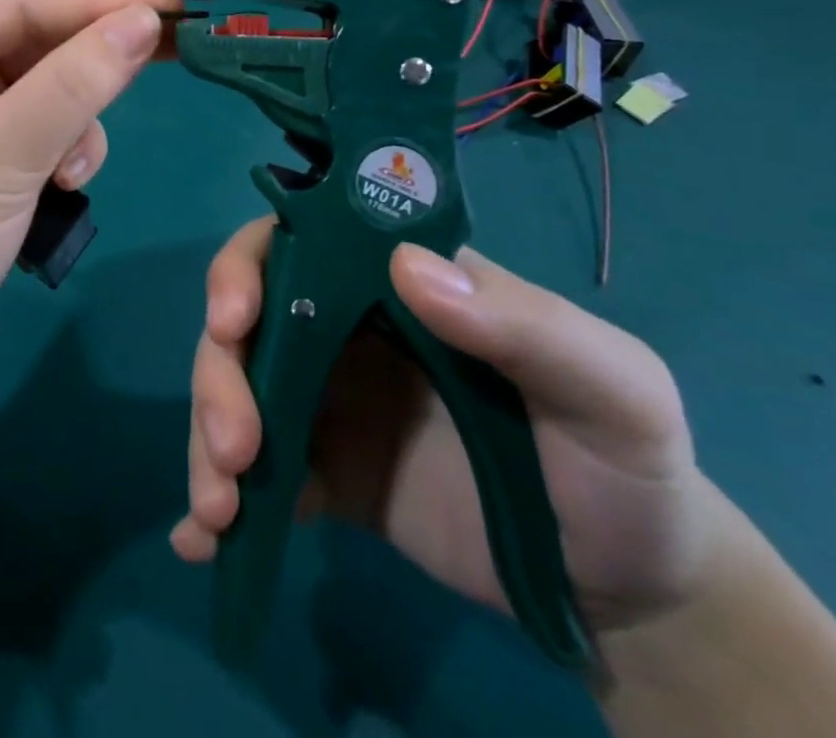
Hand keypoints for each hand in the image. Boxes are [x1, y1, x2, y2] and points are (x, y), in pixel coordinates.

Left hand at [0, 0, 172, 393]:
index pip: (22, 0)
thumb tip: (144, 20)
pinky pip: (46, 128)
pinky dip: (66, 151)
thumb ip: (73, 86)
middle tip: (174, 56)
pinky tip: (62, 187)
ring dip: (78, 120)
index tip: (170, 13)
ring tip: (72, 172)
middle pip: (38, 39)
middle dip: (95, 59)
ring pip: (51, 86)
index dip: (96, 1)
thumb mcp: (1, 156)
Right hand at [171, 224, 725, 635]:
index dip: (245, 268)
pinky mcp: (323, 472)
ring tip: (219, 512)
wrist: (633, 591)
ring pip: (237, 392)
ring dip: (208, 441)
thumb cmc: (624, 466)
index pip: (295, 243)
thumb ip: (524, 324)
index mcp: (393, 286)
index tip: (233, 321)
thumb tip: (407, 266)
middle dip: (220, 375)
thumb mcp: (611, 389)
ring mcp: (327, 401)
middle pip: (246, 323)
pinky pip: (256, 473)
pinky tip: (202, 544)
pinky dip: (218, 501)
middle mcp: (343, 329)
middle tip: (235, 451)